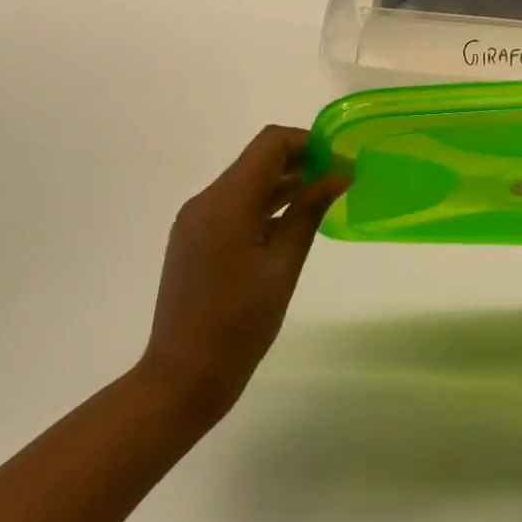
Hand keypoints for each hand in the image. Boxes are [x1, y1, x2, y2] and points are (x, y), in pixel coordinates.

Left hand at [136, 126, 348, 424]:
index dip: (308, 142)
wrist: (182, 378)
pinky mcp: (194, 238)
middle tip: (338, 179)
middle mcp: (206, 201)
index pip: (270, 144)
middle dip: (300, 161)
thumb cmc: (239, 325)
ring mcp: (196, 220)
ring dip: (283, 182)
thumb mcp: (283, 266)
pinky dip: (264, 203)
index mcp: (226, 202)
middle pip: (258, 159)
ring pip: (246, 181)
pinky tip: (291, 221)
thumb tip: (338, 175)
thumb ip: (309, 212)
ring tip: (323, 197)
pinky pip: (234, 204)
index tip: (339, 161)